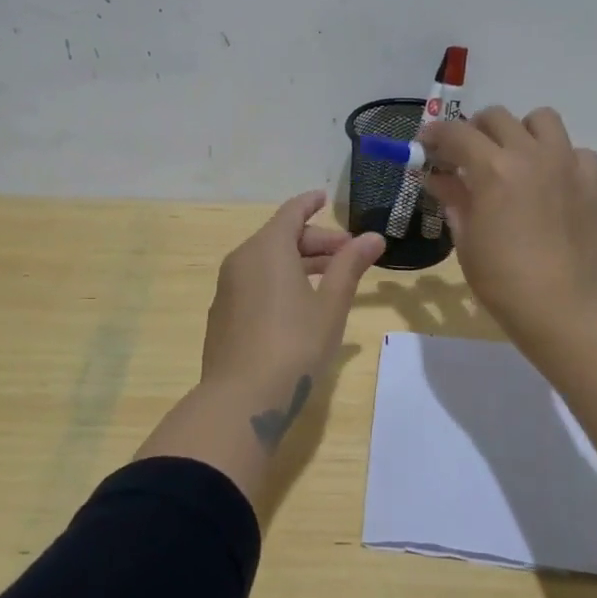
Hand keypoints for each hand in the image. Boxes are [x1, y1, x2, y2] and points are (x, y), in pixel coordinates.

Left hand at [200, 191, 385, 396]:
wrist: (241, 399)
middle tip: (347, 255)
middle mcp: (241, 260)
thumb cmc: (294, 344)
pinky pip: (254, 284)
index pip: (291, 212)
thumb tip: (373, 237)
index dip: (310, 203)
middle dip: (315, 242)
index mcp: (267, 248)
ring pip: (266, 262)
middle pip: (280, 238)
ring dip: (298, 263)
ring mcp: (227, 289)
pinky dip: (278, 282)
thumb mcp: (330, 305)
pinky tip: (299, 307)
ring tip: (329, 280)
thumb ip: (350, 266)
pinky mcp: (223, 315)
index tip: (325, 198)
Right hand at [420, 106, 596, 342]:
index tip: (426, 144)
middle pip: (496, 117)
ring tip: (513, 159)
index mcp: (493, 169)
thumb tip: (437, 176)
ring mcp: (567, 164)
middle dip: (475, 130)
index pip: (456, 133)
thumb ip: (452, 198)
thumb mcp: (466, 238)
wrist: (563, 308)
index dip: (435, 134)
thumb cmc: (502, 280)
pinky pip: (575, 151)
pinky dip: (559, 158)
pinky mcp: (593, 181)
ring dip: (521, 132)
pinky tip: (550, 183)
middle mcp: (531, 155)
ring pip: (541, 119)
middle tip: (467, 155)